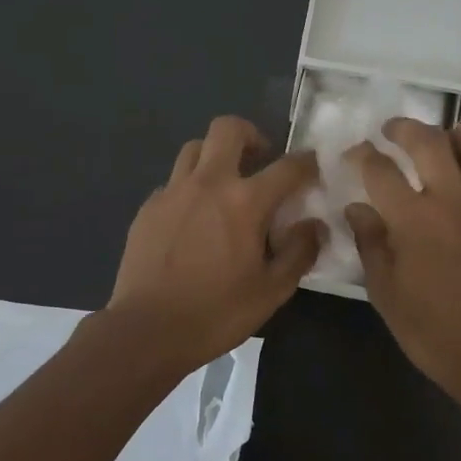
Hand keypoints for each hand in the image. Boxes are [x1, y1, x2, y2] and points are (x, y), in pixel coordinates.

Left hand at [106, 115, 323, 373]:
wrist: (146, 331)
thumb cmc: (216, 313)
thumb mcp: (272, 291)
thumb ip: (299, 252)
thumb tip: (315, 225)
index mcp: (244, 202)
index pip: (287, 166)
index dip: (307, 162)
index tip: (313, 167)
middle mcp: (208, 184)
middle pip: (228, 129)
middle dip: (250, 134)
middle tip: (260, 159)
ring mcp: (172, 192)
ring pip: (194, 148)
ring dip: (215, 155)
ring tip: (225, 184)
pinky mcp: (147, 208)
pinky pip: (173, 181)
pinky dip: (189, 188)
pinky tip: (193, 218)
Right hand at [345, 120, 460, 406]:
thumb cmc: (431, 331)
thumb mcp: (385, 292)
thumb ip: (370, 243)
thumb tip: (357, 208)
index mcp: (414, 218)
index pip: (379, 169)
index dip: (361, 155)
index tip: (353, 154)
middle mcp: (455, 200)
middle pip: (431, 141)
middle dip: (406, 128)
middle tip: (394, 131)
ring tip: (453, 143)